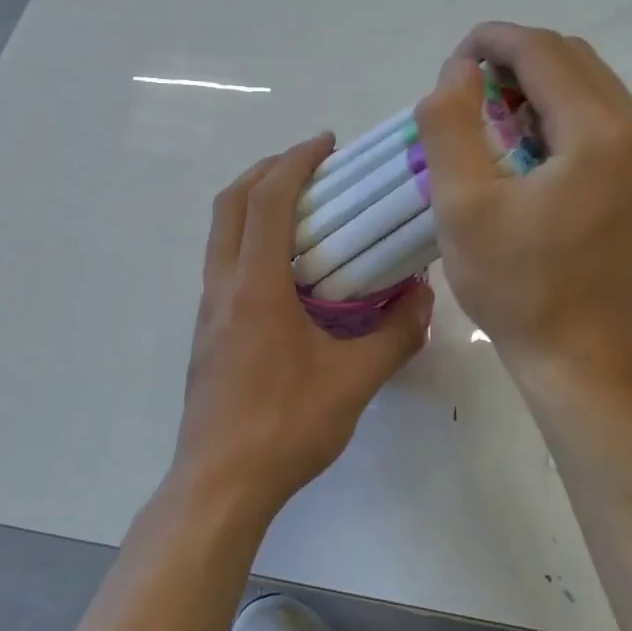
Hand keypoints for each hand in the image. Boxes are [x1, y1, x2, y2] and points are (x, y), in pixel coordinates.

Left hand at [173, 134, 434, 522]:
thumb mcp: (355, 381)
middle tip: (308, 165)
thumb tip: (424, 297)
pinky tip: (287, 269)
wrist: (220, 485)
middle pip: (230, 203)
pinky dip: (249, 239)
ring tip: (300, 207)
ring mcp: (208, 310)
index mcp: (255, 287)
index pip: (268, 200)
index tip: (325, 144)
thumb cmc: (286, 427)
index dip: (295, 162)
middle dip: (266, 170)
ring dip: (253, 204)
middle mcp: (222, 287)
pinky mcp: (207, 333)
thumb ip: (396, 334)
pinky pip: (224, 263)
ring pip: (220, 233)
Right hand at [416, 23, 631, 385]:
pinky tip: (527, 145)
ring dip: (540, 85)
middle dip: (517, 59)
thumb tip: (457, 71)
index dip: (494, 40)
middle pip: (574, 60)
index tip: (454, 57)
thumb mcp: (462, 205)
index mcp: (599, 134)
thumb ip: (450, 125)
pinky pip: (604, 120)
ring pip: (592, 87)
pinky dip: (562, 114)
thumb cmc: (517, 287)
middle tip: (468, 88)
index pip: (544, 52)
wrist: (581, 359)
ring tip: (492, 114)